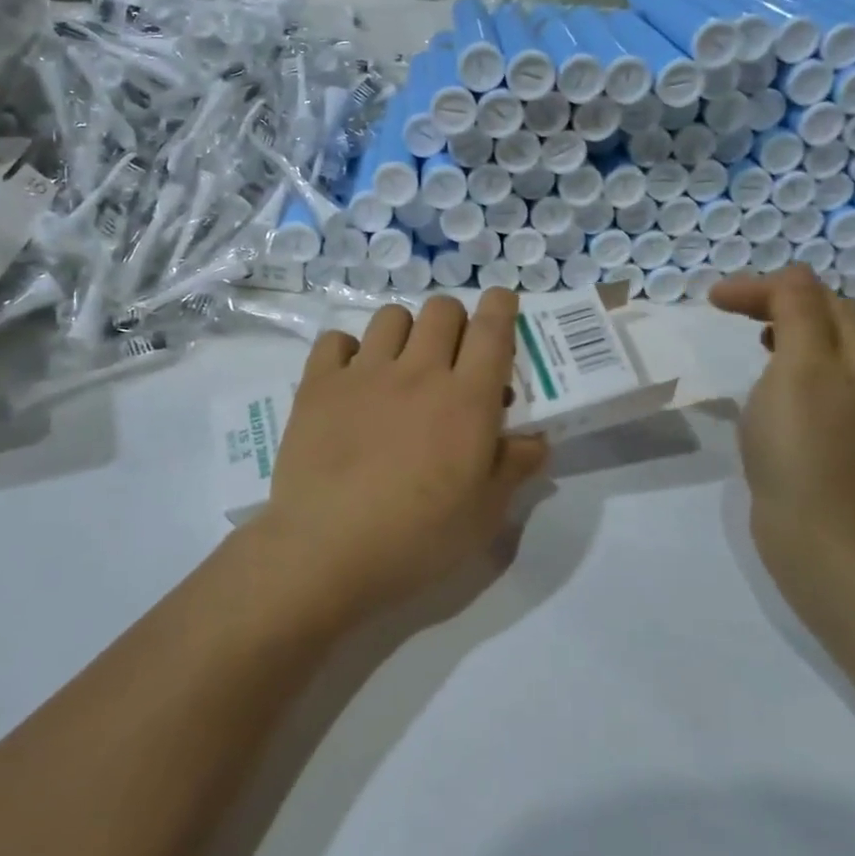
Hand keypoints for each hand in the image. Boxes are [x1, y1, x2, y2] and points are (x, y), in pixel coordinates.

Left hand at [254, 289, 549, 617]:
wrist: (326, 552)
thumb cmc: (417, 539)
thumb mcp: (484, 515)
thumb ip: (514, 467)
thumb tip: (536, 439)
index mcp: (467, 400)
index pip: (493, 330)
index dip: (502, 306)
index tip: (502, 303)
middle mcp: (418, 372)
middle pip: (442, 310)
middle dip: (455, 321)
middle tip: (452, 356)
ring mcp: (364, 374)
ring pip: (391, 316)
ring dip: (405, 331)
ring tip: (401, 365)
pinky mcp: (318, 385)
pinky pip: (336, 340)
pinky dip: (347, 350)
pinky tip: (351, 379)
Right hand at [709, 266, 854, 582]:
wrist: (823, 536)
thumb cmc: (805, 443)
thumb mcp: (799, 364)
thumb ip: (797, 310)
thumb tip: (794, 274)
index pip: (821, 297)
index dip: (768, 288)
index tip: (714, 299)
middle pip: (829, 320)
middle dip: (780, 304)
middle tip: (729, 309)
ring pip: (822, 352)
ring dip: (785, 333)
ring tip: (752, 338)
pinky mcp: (836, 440)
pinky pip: (813, 385)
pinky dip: (786, 368)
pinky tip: (764, 388)